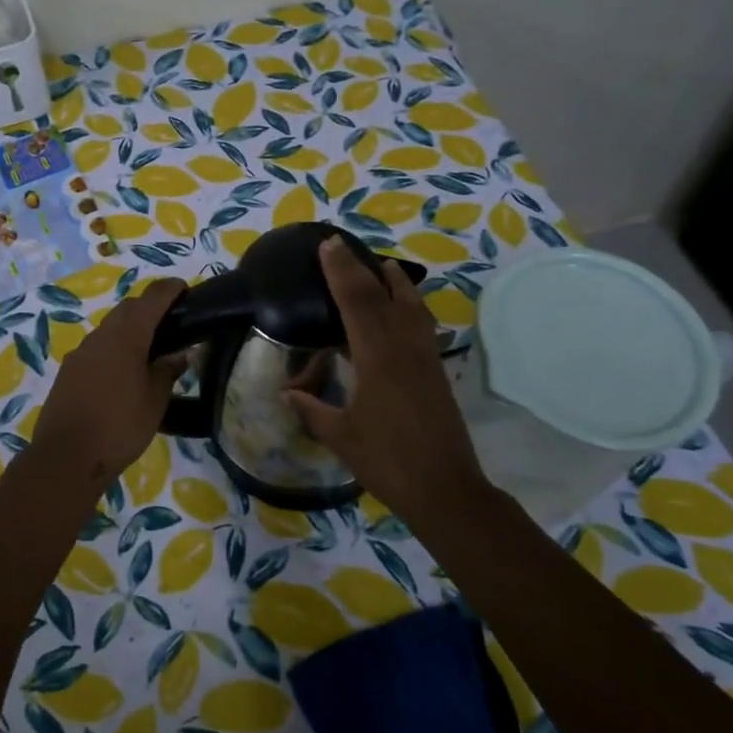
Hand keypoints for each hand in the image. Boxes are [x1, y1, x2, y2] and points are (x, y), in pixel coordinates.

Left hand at [32, 278, 187, 489]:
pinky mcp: (69, 370)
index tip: (184, 288)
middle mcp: (101, 335)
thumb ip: (168, 371)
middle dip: (149, 306)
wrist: (66, 456)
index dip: (169, 289)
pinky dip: (114, 347)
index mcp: (126, 336)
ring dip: (130, 327)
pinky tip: (123, 370)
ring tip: (150, 347)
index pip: (151, 299)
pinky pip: (97, 347)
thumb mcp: (155, 401)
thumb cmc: (119, 426)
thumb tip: (181, 353)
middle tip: (171, 321)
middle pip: (128, 308)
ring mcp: (81, 352)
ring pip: (110, 327)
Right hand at [285, 239, 485, 515]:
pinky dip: (409, 304)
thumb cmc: (387, 461)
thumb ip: (312, 409)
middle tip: (343, 245)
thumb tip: (288, 392)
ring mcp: (425, 356)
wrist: (444, 487)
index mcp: (377, 357)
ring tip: (380, 266)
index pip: (356, 301)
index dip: (341, 271)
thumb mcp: (340, 436)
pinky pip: (422, 323)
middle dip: (361, 267)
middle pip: (384, 294)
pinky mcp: (436, 370)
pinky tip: (401, 308)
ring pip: (412, 304)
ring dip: (394, 281)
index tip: (328, 245)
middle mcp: (404, 347)